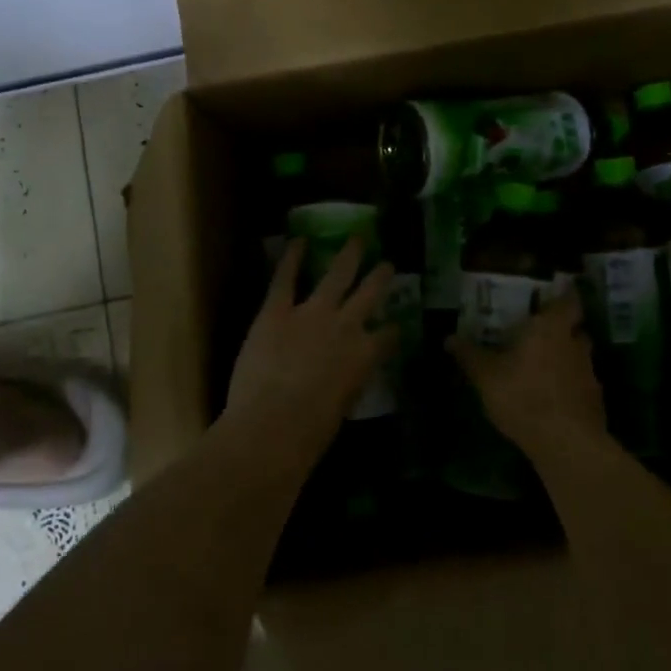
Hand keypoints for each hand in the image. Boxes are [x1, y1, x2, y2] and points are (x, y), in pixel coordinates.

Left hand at [224, 235, 396, 444]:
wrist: (273, 424)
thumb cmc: (312, 431)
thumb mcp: (343, 407)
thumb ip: (347, 384)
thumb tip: (344, 379)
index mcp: (365, 355)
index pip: (388, 336)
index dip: (393, 330)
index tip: (396, 325)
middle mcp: (346, 326)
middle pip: (369, 294)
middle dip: (380, 278)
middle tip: (388, 264)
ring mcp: (311, 313)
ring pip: (336, 276)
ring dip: (349, 256)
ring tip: (358, 239)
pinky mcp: (276, 311)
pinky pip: (285, 279)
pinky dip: (291, 258)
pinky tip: (298, 241)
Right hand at [446, 291, 606, 448]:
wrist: (566, 443)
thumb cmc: (523, 396)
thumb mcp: (486, 376)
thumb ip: (469, 355)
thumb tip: (449, 338)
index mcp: (551, 328)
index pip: (569, 301)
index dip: (565, 295)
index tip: (555, 294)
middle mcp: (575, 344)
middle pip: (574, 328)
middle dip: (560, 328)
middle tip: (540, 331)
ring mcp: (589, 373)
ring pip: (578, 356)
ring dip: (564, 357)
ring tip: (541, 366)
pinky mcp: (594, 400)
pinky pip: (580, 383)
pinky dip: (568, 385)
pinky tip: (551, 397)